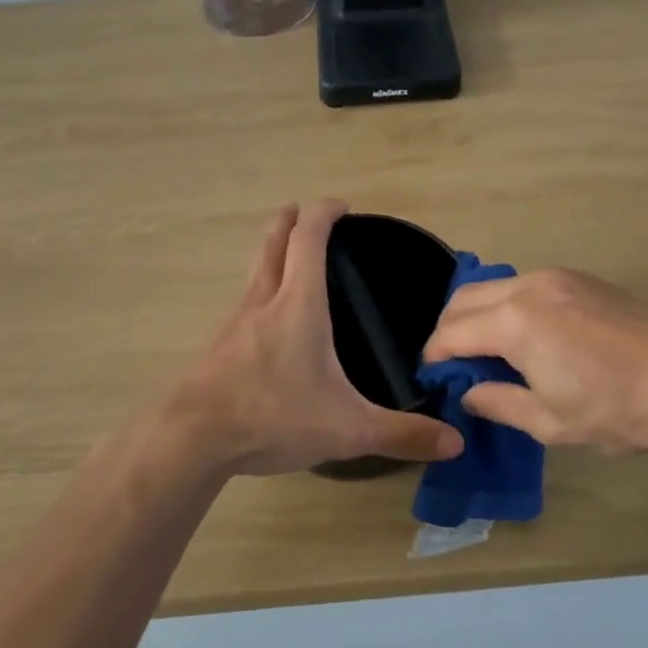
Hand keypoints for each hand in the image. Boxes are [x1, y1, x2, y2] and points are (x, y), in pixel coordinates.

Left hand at [166, 202, 464, 476]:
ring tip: (290, 261)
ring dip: (272, 253)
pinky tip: (268, 322)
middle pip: (273, 242)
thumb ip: (402, 434)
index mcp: (298, 304)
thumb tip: (456, 441)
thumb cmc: (273, 417)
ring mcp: (235, 321)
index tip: (340, 205)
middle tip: (305, 213)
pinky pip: (244, 303)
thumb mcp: (347, 429)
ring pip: (255, 270)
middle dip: (289, 220)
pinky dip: (260, 292)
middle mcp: (263, 301)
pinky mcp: (218, 345)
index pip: (308, 238)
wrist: (191, 439)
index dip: (323, 213)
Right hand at [422, 268, 647, 468]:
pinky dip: (510, 305)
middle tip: (454, 363)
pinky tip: (529, 335)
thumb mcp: (550, 422)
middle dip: (449, 328)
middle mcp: (529, 287)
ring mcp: (559, 277)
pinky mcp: (583, 278)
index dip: (435, 355)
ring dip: (480, 313)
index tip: (431, 375)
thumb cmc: (616, 409)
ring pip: (496, 287)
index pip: (452, 332)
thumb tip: (470, 393)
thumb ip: (499, 403)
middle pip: (465, 298)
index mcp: (515, 322)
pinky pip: (527, 285)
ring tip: (490, 350)